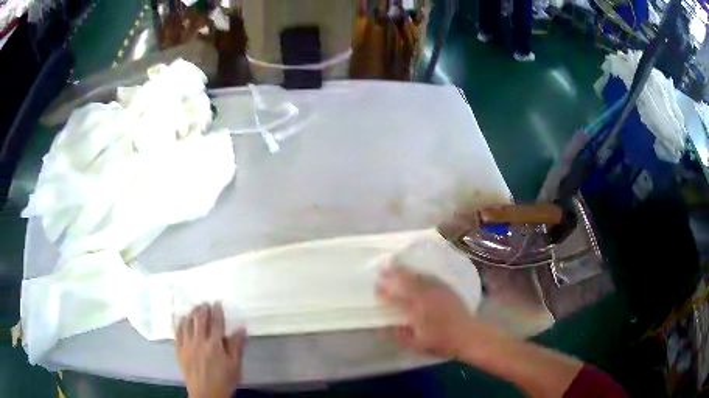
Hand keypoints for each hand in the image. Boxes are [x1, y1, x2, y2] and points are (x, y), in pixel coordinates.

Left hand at [175, 303, 245, 397]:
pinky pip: (177, 332)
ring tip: (194, 308)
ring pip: (187, 323)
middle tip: (205, 303)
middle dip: (202, 309)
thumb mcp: (235, 366)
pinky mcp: (179, 350)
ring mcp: (187, 345)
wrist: (206, 394)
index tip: (217, 303)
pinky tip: (181, 319)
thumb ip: (236, 346)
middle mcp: (199, 342)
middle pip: (199, 320)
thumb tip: (241, 328)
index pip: (216, 323)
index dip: (217, 311)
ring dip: (191, 313)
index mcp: (215, 345)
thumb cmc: (224, 381)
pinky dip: (179, 323)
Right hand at [376, 265, 477, 358]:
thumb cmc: (441, 341)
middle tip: (382, 268)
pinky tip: (417, 272)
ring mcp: (438, 290)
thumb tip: (382, 328)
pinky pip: (430, 276)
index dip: (385, 292)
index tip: (376, 287)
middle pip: (407, 282)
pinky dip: (420, 273)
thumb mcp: (417, 344)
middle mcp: (426, 296)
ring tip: (396, 264)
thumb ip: (399, 335)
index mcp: (417, 310)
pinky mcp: (447, 288)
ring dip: (406, 270)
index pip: (396, 298)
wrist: (468, 335)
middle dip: (393, 274)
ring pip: (418, 276)